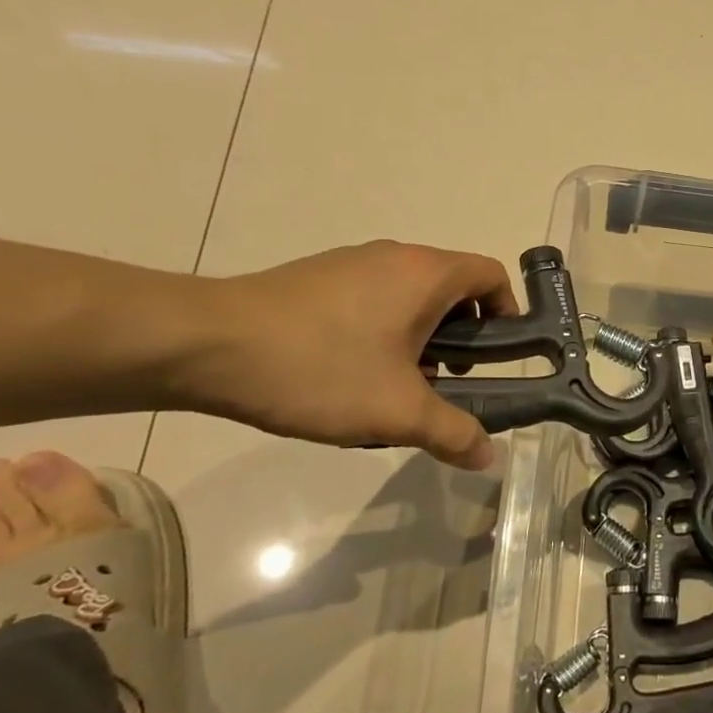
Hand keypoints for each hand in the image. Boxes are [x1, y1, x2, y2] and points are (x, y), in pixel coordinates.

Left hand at [184, 241, 518, 468]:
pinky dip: (381, 332)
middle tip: (442, 383)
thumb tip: (489, 456)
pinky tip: (347, 375)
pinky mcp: (316, 278)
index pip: (491, 275)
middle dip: (460, 337)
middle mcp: (395, 257)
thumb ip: (452, 432)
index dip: (507, 313)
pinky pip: (371, 299)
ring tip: (392, 387)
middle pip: (452, 288)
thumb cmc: (320, 368)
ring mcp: (351, 263)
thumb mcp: (396, 411)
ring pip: (409, 297)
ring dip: (419, 338)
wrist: (205, 345)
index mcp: (426, 274)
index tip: (496, 358)